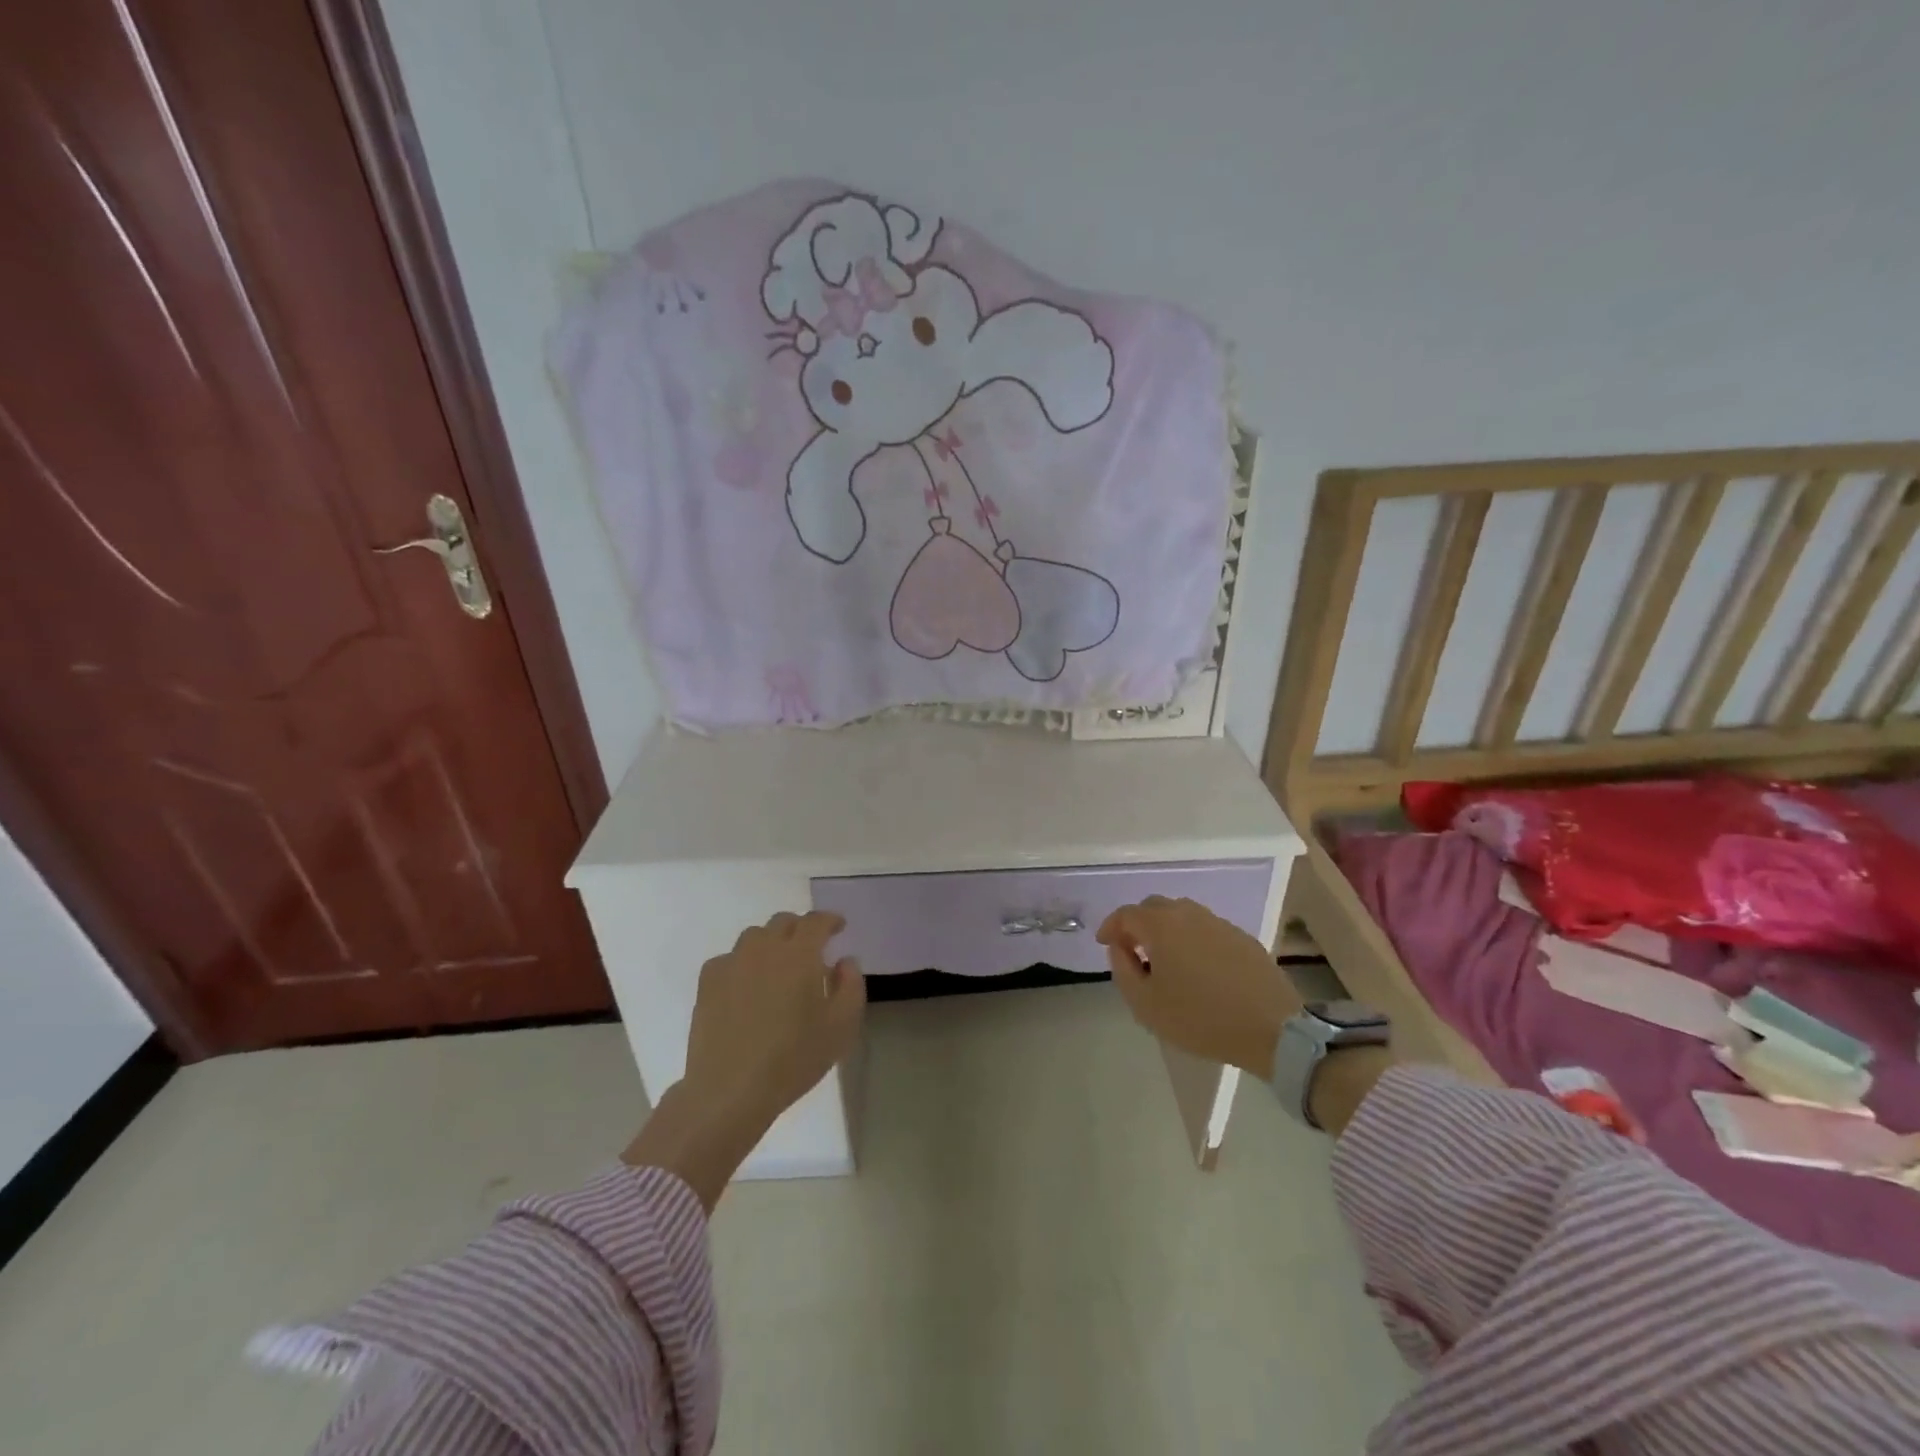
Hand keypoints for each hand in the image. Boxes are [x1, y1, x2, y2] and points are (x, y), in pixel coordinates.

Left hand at [683, 910, 865, 1129]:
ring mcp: (732, 963)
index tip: (838, 928)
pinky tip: (746, 987)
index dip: (830, 920)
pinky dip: (743, 964)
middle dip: (800, 928)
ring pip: (754, 937)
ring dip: (771, 943)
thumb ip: (850, 986)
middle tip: (811, 950)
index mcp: (799, 954)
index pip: (816, 921)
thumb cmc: (793, 1058)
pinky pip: (729, 959)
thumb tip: (844, 961)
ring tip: (777, 968)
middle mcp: (764, 948)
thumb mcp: (841, 1027)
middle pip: (783, 922)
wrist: (730, 1089)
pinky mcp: (708, 983)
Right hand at [1097, 896, 1299, 1078]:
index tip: (1104, 944)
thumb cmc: (1200, 1018)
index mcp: (1161, 925)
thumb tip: (1120, 947)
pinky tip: (1197, 967)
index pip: (1126, 914)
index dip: (1111, 927)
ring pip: (1182, 915)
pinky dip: (1192, 939)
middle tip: (1133, 951)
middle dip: (1138, 924)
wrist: (1271, 1029)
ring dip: (1166, 930)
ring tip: (1165, 959)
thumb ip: (1123, 970)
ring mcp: (1219, 923)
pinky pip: (1206, 929)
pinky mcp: (1243, 938)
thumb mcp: (1146, 1004)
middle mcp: (1189, 914)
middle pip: (1154, 907)